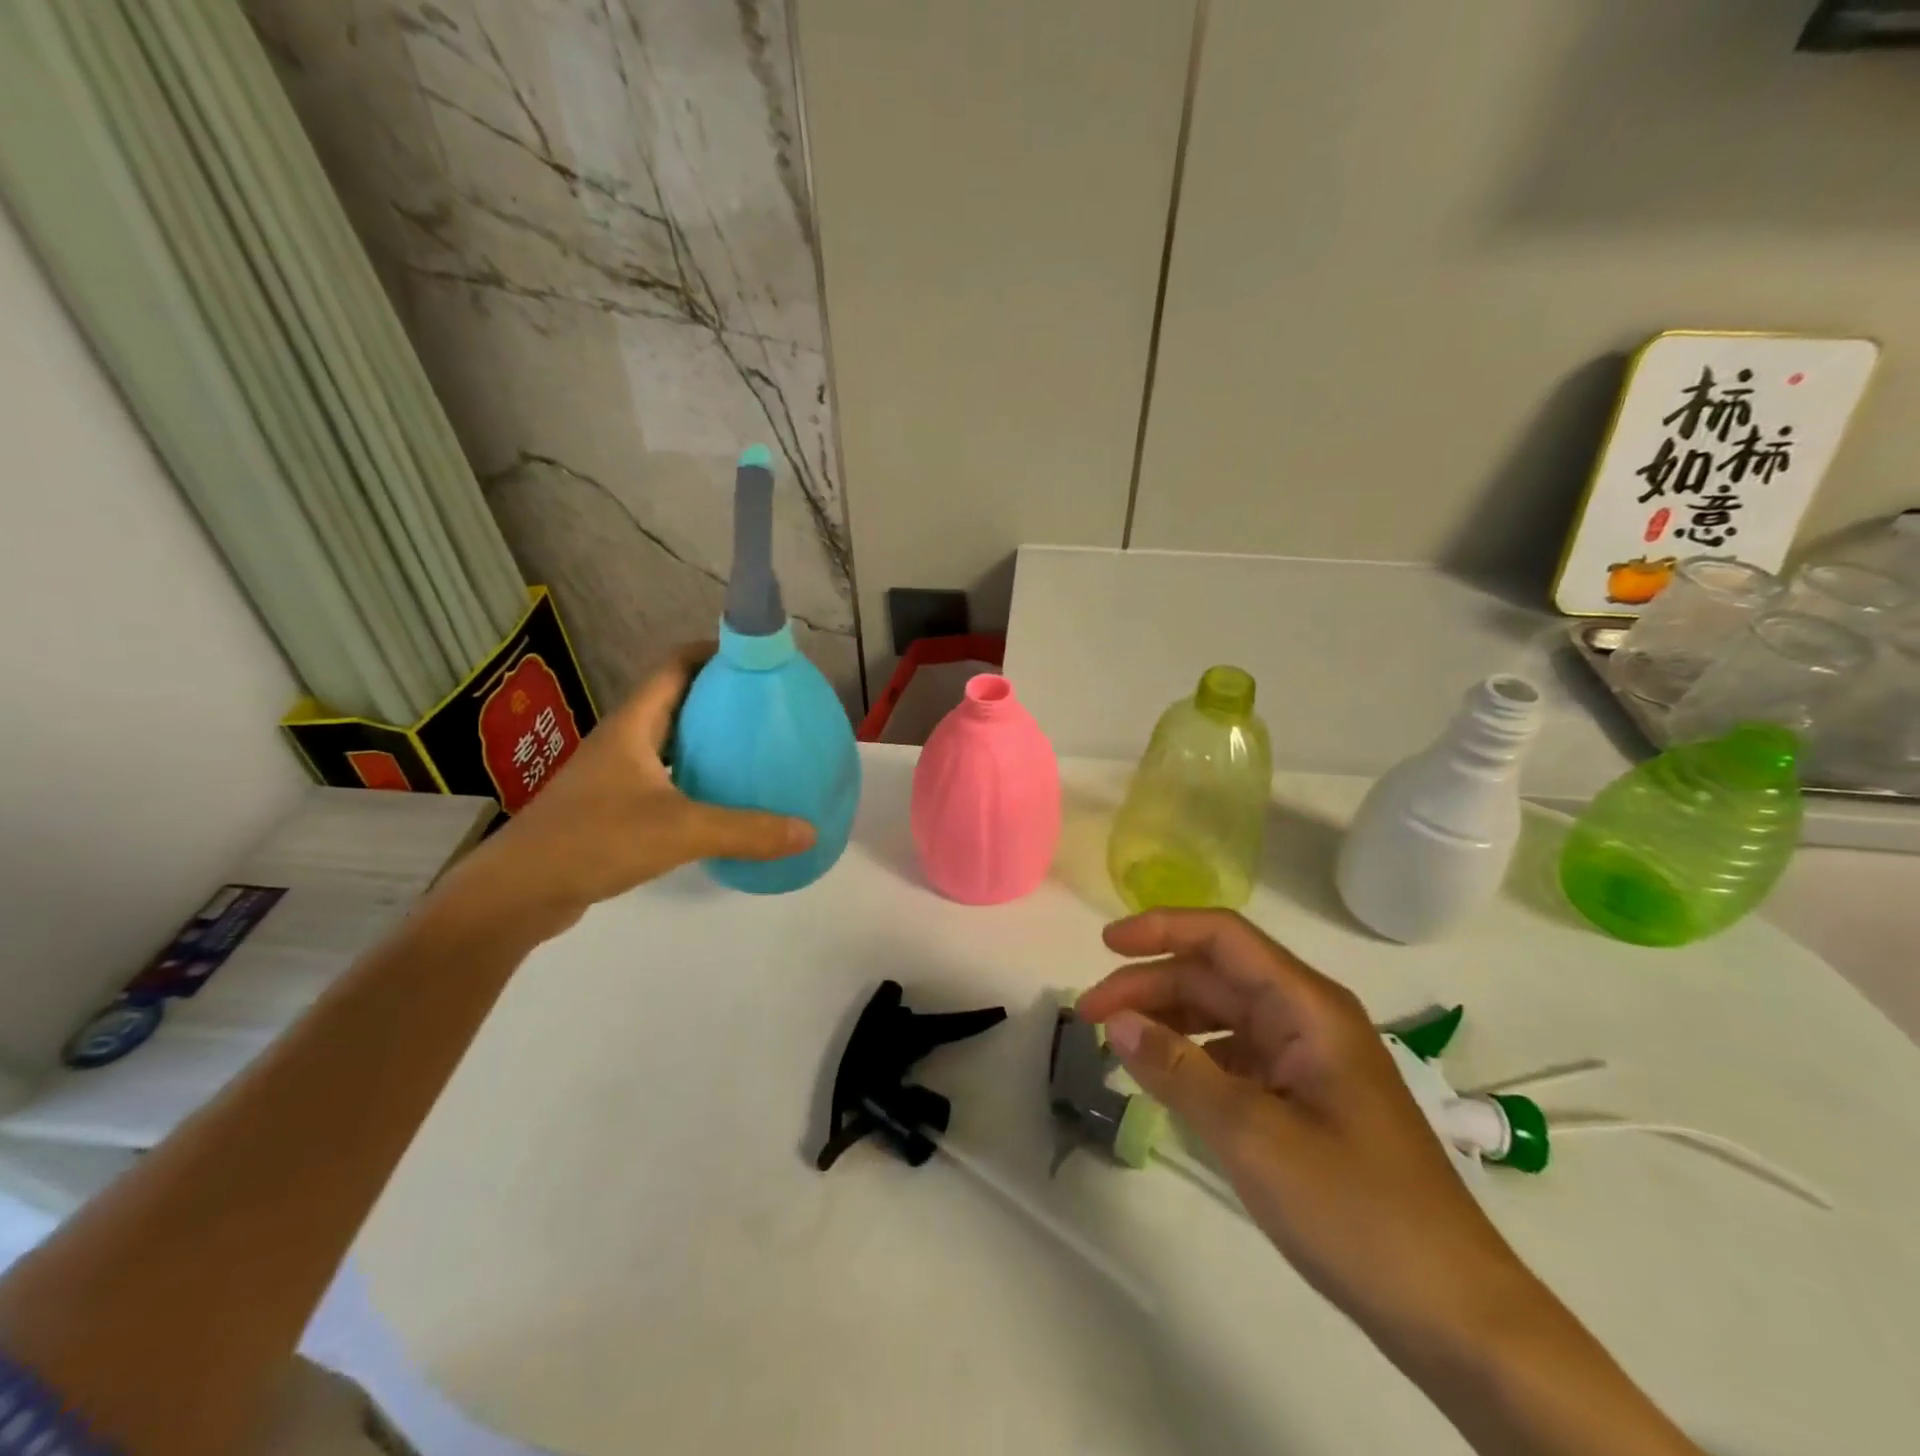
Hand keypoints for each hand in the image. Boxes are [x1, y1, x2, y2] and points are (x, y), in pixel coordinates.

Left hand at [443, 644, 814, 935]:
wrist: (518, 892)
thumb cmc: (595, 840)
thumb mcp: (681, 831)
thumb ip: (747, 831)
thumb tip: (809, 831)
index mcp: (634, 725)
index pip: (675, 665)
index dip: (713, 651)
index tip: (756, 659)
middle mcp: (623, 740)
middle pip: (676, 699)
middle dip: (719, 695)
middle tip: (767, 706)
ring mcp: (614, 774)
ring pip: (669, 740)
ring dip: (706, 737)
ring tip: (753, 746)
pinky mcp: (612, 806)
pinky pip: (663, 776)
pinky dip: (694, 776)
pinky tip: (721, 798)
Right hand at [1076, 909, 1540, 1357]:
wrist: (1456, 1314)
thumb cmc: (1356, 1211)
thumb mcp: (1252, 1136)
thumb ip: (1178, 1071)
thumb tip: (1116, 1022)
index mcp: (1307, 1007)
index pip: (1223, 937)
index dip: (1160, 928)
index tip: (1105, 944)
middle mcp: (1308, 1019)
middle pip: (1215, 976)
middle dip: (1149, 986)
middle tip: (1089, 1016)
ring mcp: (1309, 1060)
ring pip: (1222, 1016)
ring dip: (1167, 1021)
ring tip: (1117, 1045)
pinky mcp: (1307, 1099)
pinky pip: (1237, 1057)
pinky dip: (1193, 1059)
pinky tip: (1164, 1081)